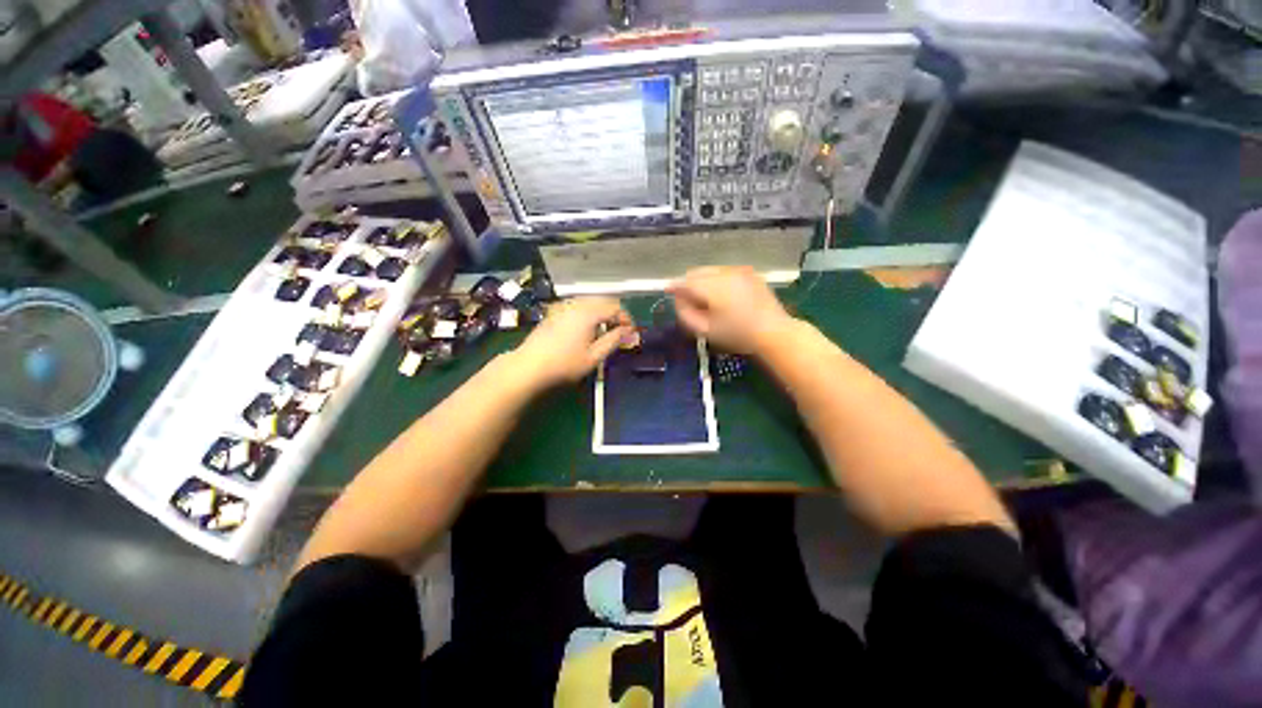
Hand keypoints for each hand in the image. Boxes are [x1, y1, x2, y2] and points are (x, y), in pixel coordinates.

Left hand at [512, 297, 635, 387]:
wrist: (528, 366)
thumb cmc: (564, 364)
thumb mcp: (594, 356)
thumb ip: (613, 340)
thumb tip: (629, 331)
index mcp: (589, 313)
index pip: (615, 307)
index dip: (626, 318)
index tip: (630, 333)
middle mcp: (577, 304)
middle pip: (603, 301)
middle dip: (615, 314)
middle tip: (619, 332)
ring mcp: (563, 306)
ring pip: (590, 302)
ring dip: (602, 313)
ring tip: (603, 332)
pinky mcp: (554, 312)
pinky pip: (578, 306)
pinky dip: (588, 313)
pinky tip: (585, 330)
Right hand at [668, 266, 794, 354]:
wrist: (773, 331)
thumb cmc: (737, 334)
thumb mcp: (706, 330)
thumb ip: (686, 314)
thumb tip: (678, 300)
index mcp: (713, 287)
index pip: (685, 282)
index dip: (674, 286)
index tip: (667, 290)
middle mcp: (724, 273)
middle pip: (697, 272)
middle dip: (688, 283)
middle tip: (688, 300)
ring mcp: (738, 270)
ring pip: (710, 270)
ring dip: (702, 281)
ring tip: (705, 298)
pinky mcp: (749, 272)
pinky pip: (724, 272)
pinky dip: (717, 279)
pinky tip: (722, 294)